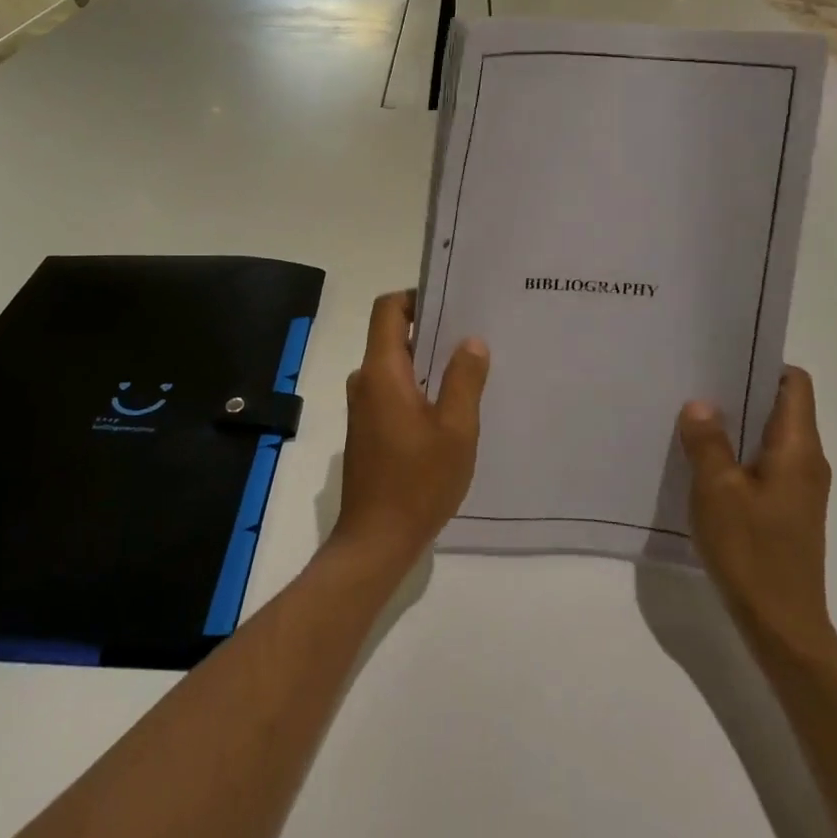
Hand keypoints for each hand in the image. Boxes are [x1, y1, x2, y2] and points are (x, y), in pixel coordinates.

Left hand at [332, 292, 489, 571]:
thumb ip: (464, 379)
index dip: (416, 298)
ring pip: (396, 366)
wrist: (376, 540)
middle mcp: (366, 381)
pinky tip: (450, 408)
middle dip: (431, 331)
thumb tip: (471, 341)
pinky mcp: (368, 429)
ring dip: (428, 363)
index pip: (388, 309)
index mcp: (382, 371)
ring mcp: (363, 406)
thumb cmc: (418, 481)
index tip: (452, 304)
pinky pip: (393, 390)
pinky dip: (419, 388)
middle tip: (473, 336)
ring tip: (469, 370)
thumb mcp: (456, 429)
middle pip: (393, 335)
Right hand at [680, 367, 836, 663]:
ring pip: (769, 436)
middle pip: (781, 406)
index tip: (722, 357)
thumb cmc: (751, 551)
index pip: (794, 384)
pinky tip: (703, 461)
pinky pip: (764, 463)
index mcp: (797, 448)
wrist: (782, 626)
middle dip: (740, 390)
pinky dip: (738, 453)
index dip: (763, 363)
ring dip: (736, 424)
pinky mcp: (788, 509)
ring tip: (691, 416)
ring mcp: (800, 488)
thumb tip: (700, 404)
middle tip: (695, 381)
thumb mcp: (716, 490)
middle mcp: (807, 461)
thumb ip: (707, 442)